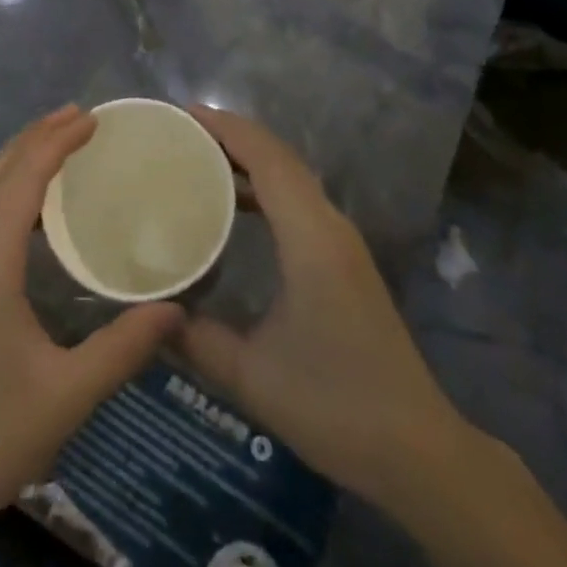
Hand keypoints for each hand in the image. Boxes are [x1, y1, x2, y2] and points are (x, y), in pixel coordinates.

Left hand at [0, 104, 183, 544]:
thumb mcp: (65, 396)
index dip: (59, 140)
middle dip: (39, 136)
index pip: (25, 176)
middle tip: (83, 118)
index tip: (95, 118)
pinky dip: (9, 187)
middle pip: (0, 170)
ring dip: (21, 157)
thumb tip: (176, 310)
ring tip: (61, 144)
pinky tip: (33, 208)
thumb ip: (123, 349)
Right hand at [174, 105, 469, 506]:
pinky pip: (298, 200)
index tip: (183, 115)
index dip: (226, 128)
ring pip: (291, 177)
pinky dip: (264, 186)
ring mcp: (342, 241)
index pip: (267, 158)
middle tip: (180, 133)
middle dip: (232, 136)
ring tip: (199, 159)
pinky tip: (235, 206)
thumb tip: (146, 312)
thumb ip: (194, 339)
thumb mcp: (252, 377)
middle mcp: (330, 225)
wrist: (419, 452)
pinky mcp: (344, 259)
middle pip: (280, 157)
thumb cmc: (335, 406)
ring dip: (249, 159)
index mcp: (311, 237)